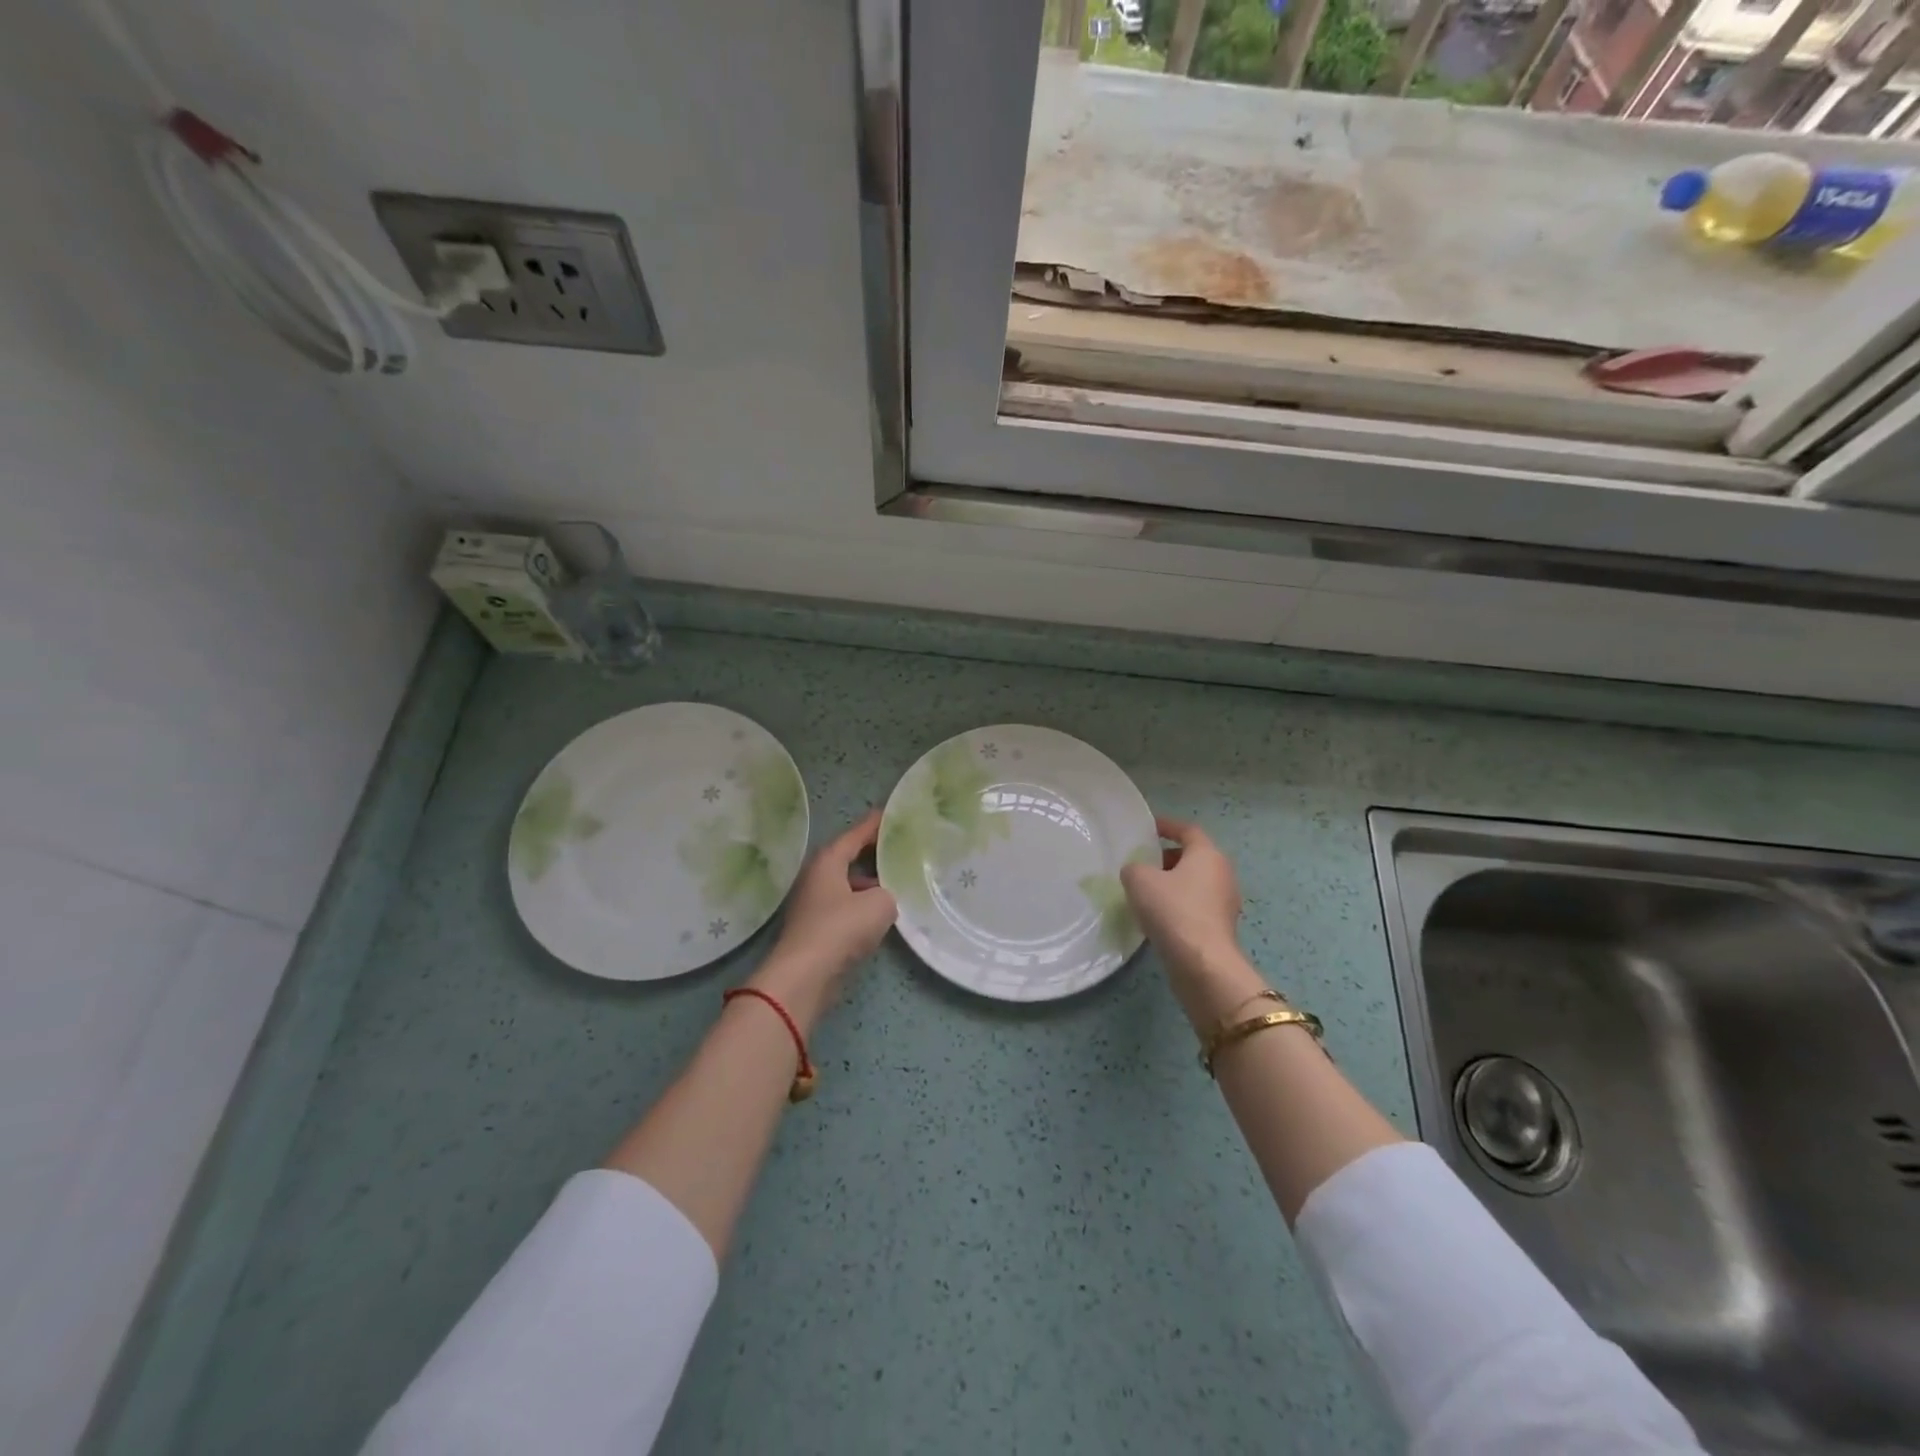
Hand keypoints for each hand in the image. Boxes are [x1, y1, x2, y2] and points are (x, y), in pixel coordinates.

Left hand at [752, 810, 896, 1021]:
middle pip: (848, 857)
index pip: (855, 835)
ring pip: (847, 884)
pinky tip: (881, 916)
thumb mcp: (880, 904)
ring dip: (869, 883)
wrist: (805, 976)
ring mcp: (814, 904)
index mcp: (828, 861)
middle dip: (873, 853)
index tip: (893, 814)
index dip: (875, 825)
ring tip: (897, 882)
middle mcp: (817, 877)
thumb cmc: (841, 928)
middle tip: (900, 847)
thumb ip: (889, 893)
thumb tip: (883, 899)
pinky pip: (845, 907)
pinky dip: (862, 906)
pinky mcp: (816, 929)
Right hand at [1122, 816, 1265, 1027]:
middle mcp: (1222, 874)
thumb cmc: (1173, 910)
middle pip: (1193, 857)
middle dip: (1168, 857)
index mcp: (1207, 854)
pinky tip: (1157, 917)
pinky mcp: (1220, 928)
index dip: (1167, 826)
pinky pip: (1196, 906)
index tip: (1148, 828)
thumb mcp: (1139, 880)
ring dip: (1172, 884)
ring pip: (1195, 884)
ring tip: (1145, 891)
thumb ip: (1134, 868)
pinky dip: (1178, 905)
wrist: (1202, 963)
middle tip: (1143, 863)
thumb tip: (1137, 873)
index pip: (1187, 830)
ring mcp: (1225, 903)